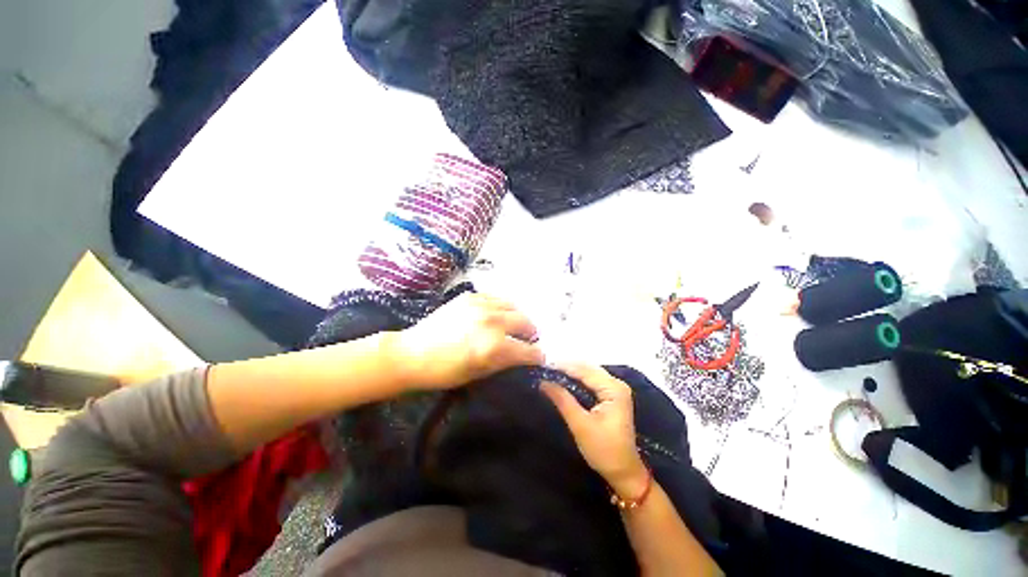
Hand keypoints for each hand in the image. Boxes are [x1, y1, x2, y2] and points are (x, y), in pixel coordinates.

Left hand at [394, 292, 543, 389]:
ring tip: (513, 325)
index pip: (529, 350)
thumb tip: (523, 356)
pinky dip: (501, 307)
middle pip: (526, 322)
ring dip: (518, 317)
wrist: (412, 353)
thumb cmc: (444, 372)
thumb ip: (505, 362)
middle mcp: (493, 322)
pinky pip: (496, 298)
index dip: (537, 356)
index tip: (538, 358)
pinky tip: (496, 314)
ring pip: (513, 306)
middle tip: (527, 340)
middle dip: (531, 333)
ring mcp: (481, 305)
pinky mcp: (470, 296)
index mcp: (495, 347)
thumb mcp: (478, 375)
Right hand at [542, 364, 648, 496]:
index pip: (584, 370)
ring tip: (551, 372)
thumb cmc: (604, 451)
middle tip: (545, 368)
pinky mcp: (612, 396)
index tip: (544, 365)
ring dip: (571, 372)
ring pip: (589, 373)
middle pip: (588, 368)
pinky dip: (577, 379)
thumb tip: (543, 381)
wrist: (624, 473)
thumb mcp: (580, 425)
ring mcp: (615, 389)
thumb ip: (562, 399)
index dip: (563, 366)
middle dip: (566, 367)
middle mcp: (616, 384)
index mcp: (613, 389)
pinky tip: (564, 380)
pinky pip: (592, 381)